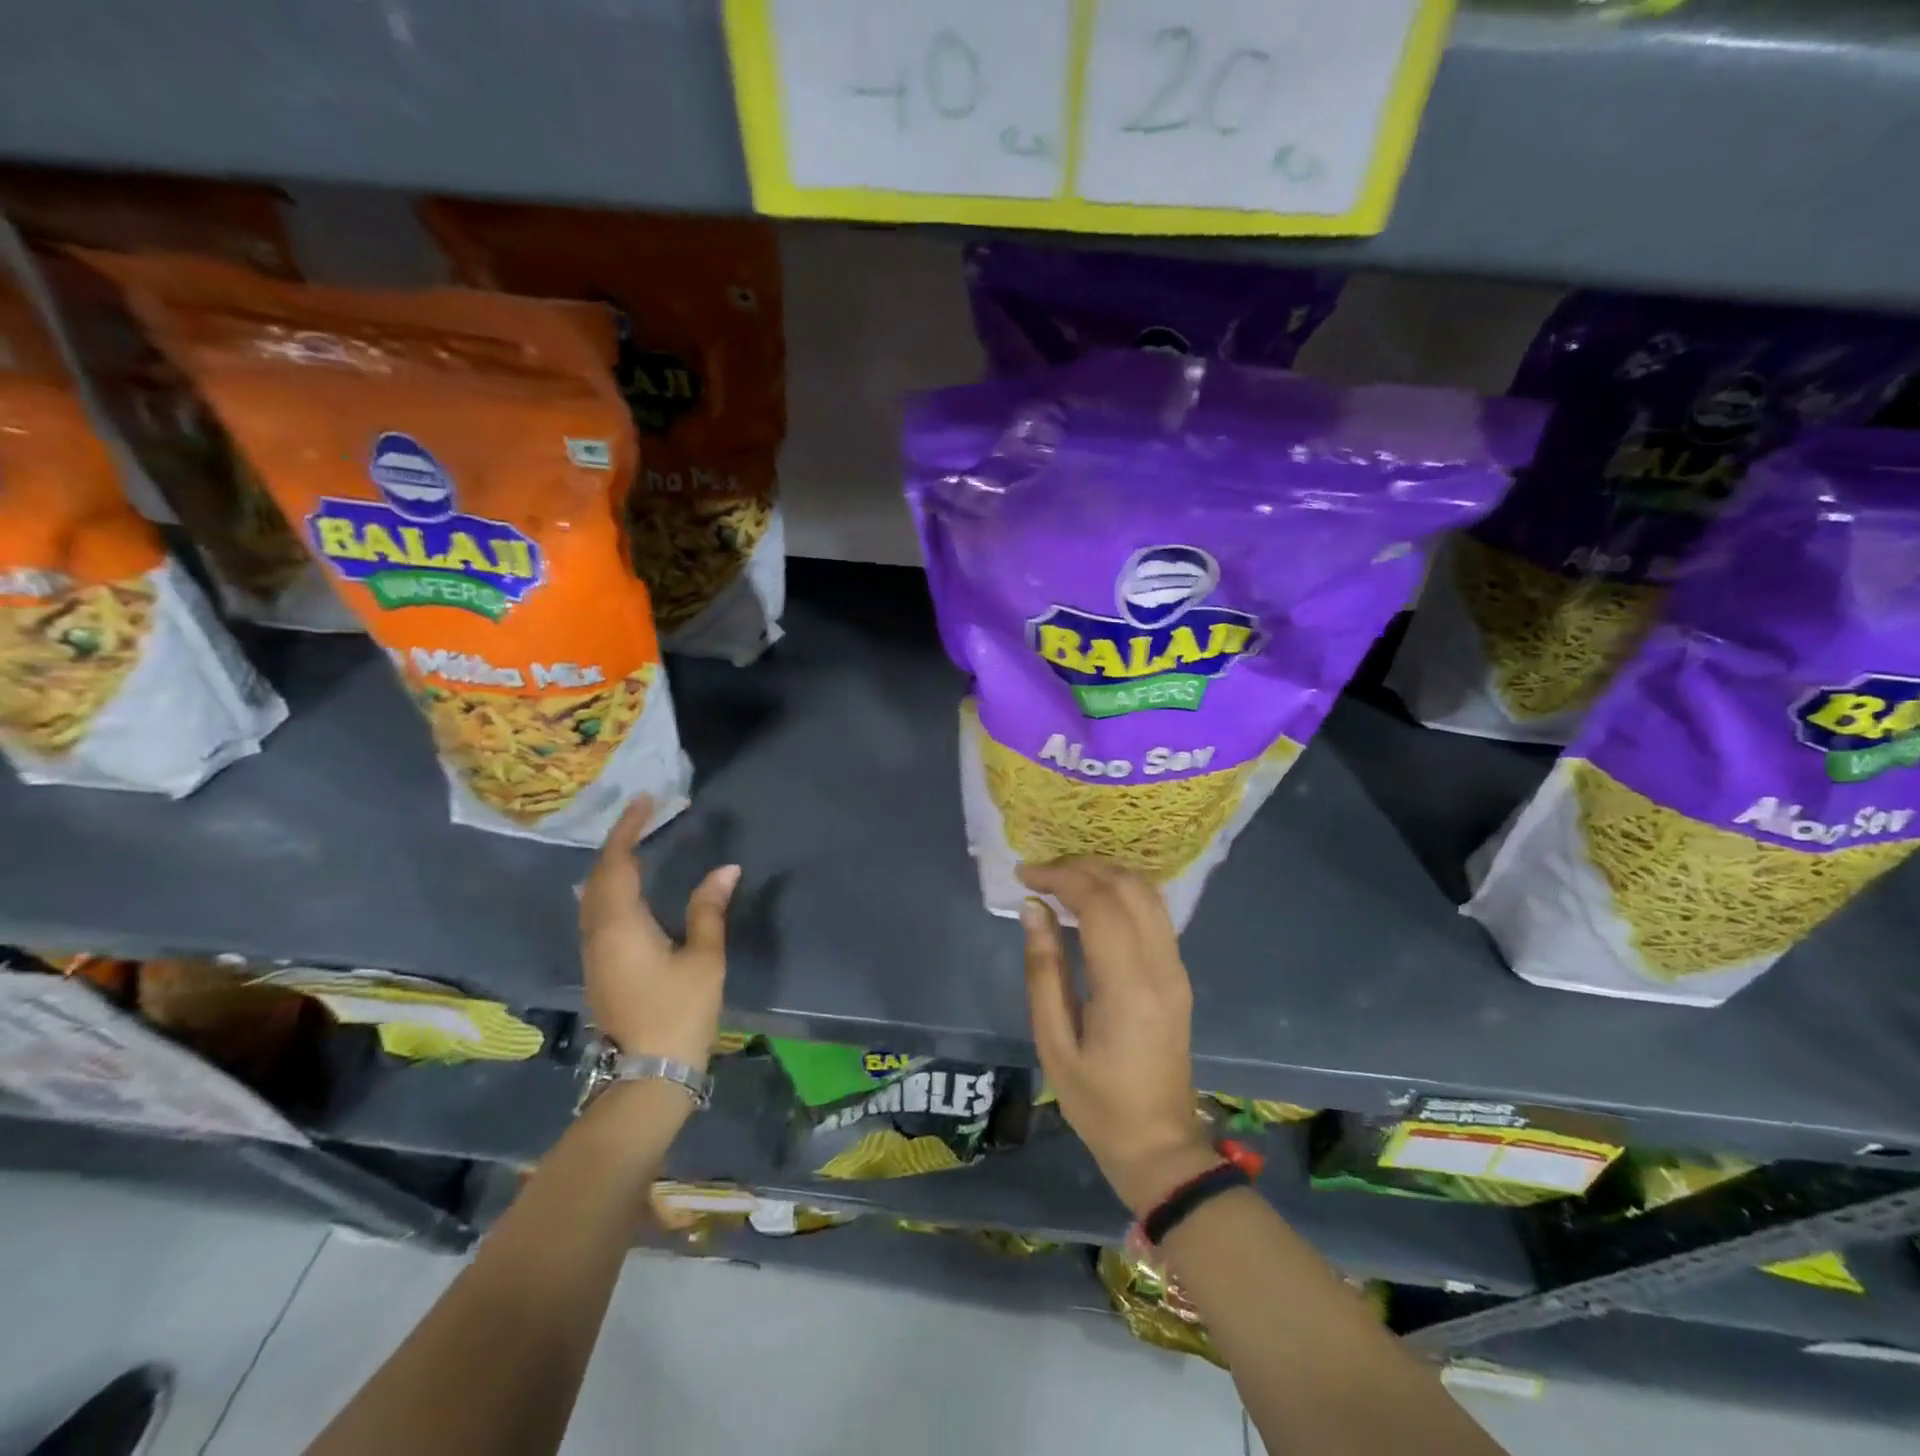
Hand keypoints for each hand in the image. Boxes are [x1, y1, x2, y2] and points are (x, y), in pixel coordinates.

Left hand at [579, 797, 739, 1068]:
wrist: (649, 1073)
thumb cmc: (679, 1012)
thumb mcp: (704, 958)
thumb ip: (709, 909)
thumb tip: (726, 869)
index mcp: (621, 925)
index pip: (617, 863)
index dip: (627, 828)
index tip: (643, 801)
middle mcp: (598, 933)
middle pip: (597, 876)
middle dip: (616, 842)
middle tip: (642, 816)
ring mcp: (594, 952)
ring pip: (592, 895)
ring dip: (610, 865)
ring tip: (636, 843)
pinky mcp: (599, 967)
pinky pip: (596, 911)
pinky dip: (609, 887)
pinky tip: (628, 888)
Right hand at [1019, 859, 1217, 1217]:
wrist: (1159, 1144)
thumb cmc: (1097, 1102)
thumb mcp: (1054, 1043)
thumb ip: (1043, 971)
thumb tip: (1033, 911)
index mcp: (1128, 987)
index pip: (1100, 905)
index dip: (1062, 878)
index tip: (1026, 875)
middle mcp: (1161, 967)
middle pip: (1128, 887)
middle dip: (1082, 867)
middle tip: (1041, 873)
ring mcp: (1176, 968)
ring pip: (1147, 893)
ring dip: (1105, 874)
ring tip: (1063, 879)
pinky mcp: (1178, 973)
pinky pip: (1154, 913)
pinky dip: (1123, 892)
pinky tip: (1094, 900)